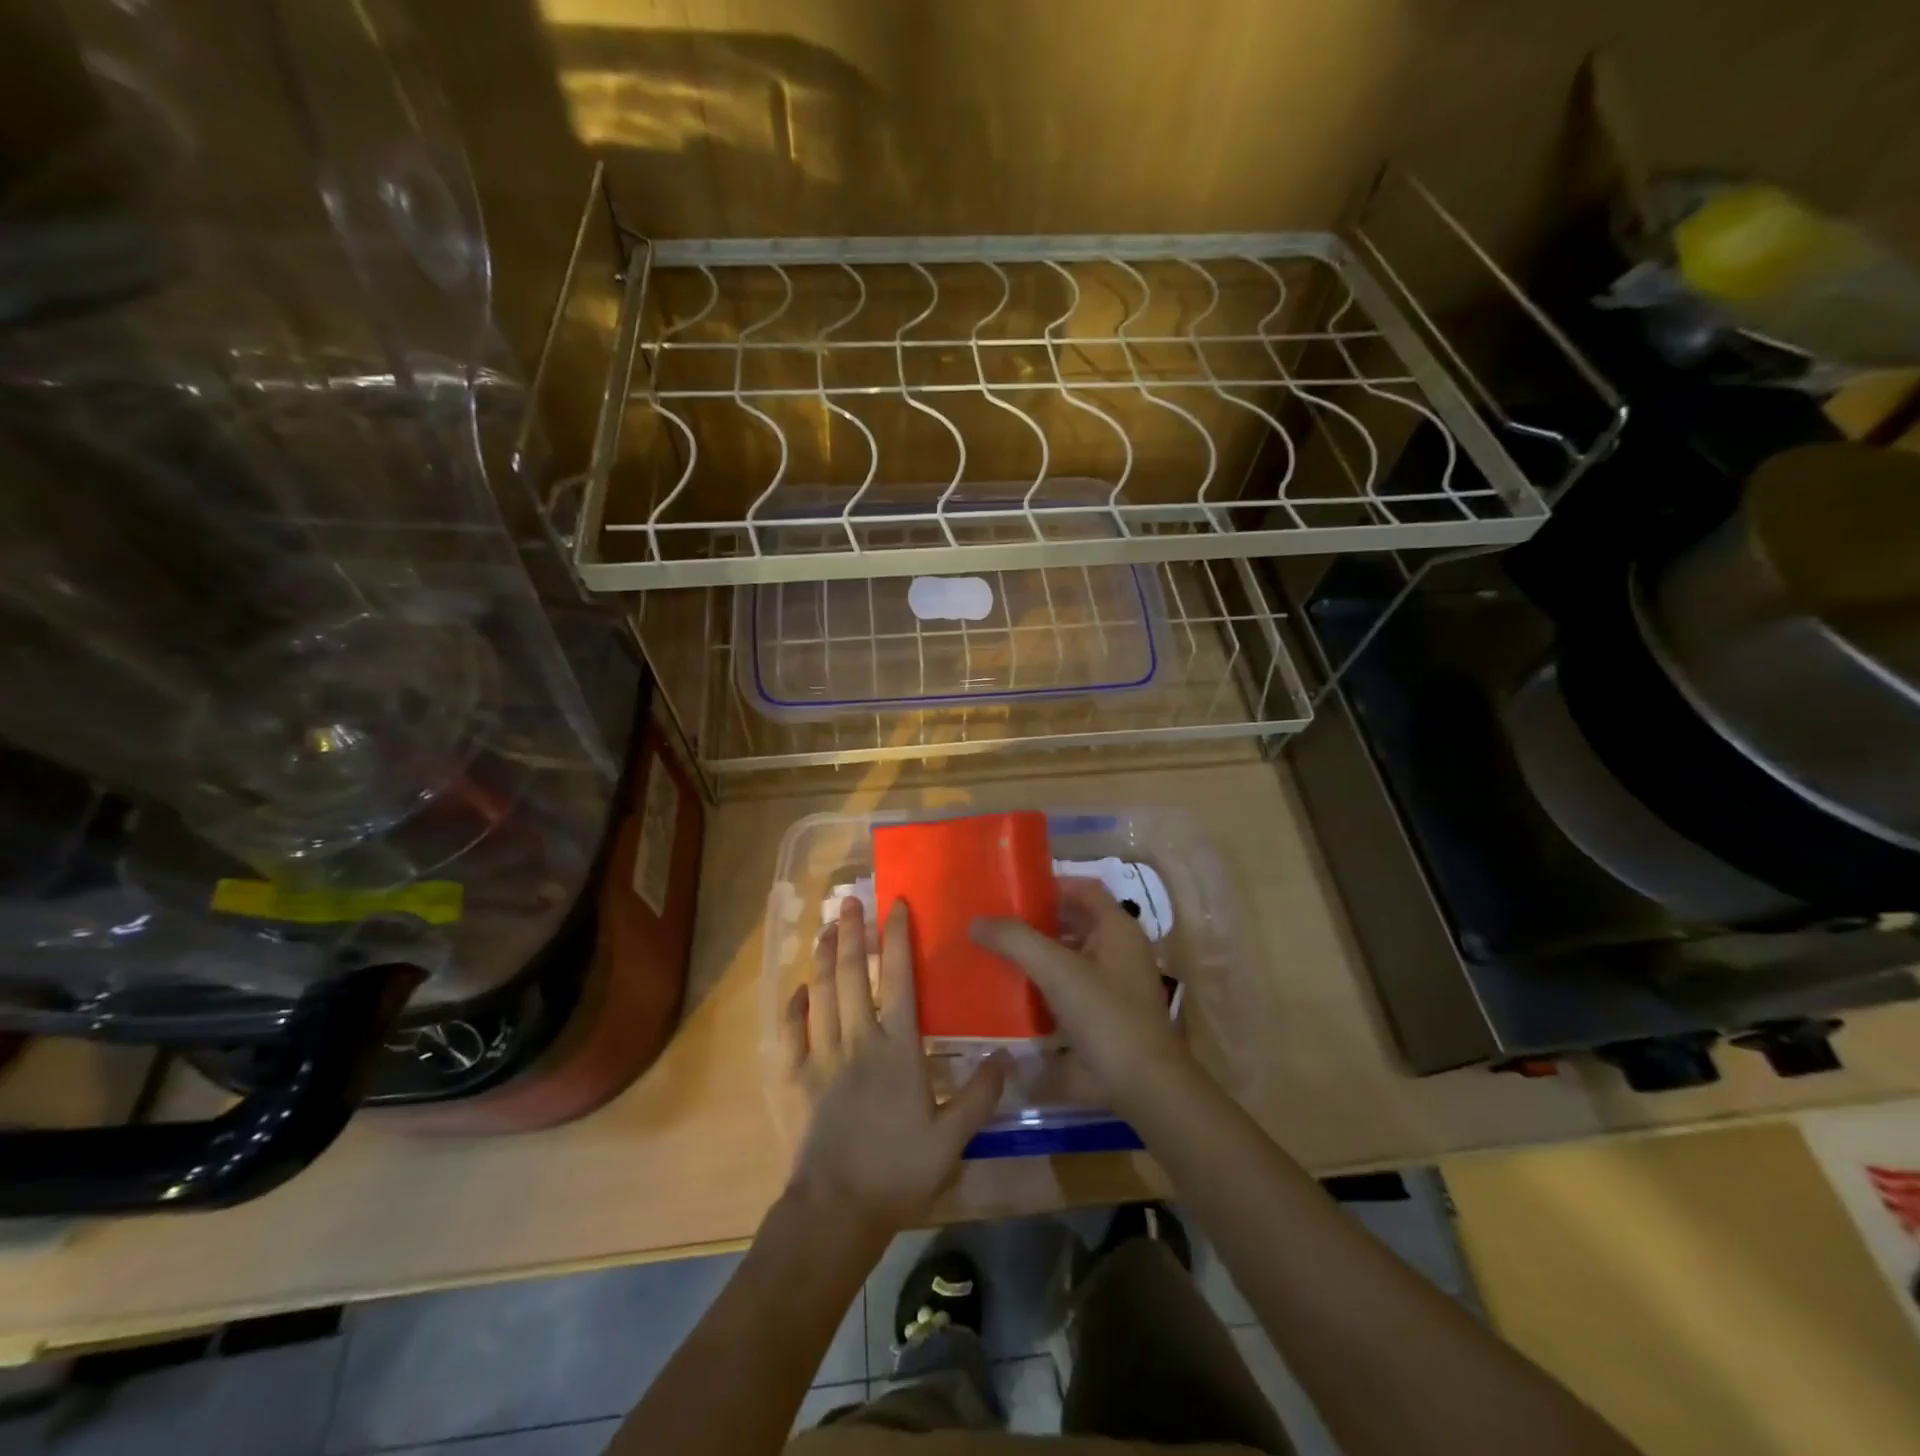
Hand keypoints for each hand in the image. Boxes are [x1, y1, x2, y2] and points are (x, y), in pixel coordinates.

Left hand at [780, 897, 1007, 1240]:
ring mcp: (821, 1055)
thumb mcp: (952, 1139)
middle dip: (854, 933)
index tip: (896, 905)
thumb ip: (979, 1095)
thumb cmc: (898, 1172)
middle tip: (850, 900)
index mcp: (897, 1048)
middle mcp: (857, 1040)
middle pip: (854, 974)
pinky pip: (791, 1029)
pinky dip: (795, 1003)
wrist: (837, 1210)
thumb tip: (1006, 1055)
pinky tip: (800, 987)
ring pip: (821, 992)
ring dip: (825, 956)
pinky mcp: (795, 1077)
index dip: (898, 938)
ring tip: (827, 926)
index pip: (899, 979)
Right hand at [970, 877, 1190, 1113]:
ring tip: (998, 955)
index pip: (1084, 889)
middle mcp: (1119, 951)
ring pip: (1070, 957)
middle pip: (1074, 923)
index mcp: (1117, 929)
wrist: (1142, 1085)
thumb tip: (976, 922)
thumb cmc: (1104, 1015)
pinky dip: (1044, 988)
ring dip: (1039, 955)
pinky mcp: (1104, 1016)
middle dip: (1037, 922)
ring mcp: (1114, 985)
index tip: (1013, 892)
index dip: (1051, 885)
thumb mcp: (1056, 970)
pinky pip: (1069, 990)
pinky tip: (1012, 994)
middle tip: (997, 924)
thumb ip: (1015, 941)